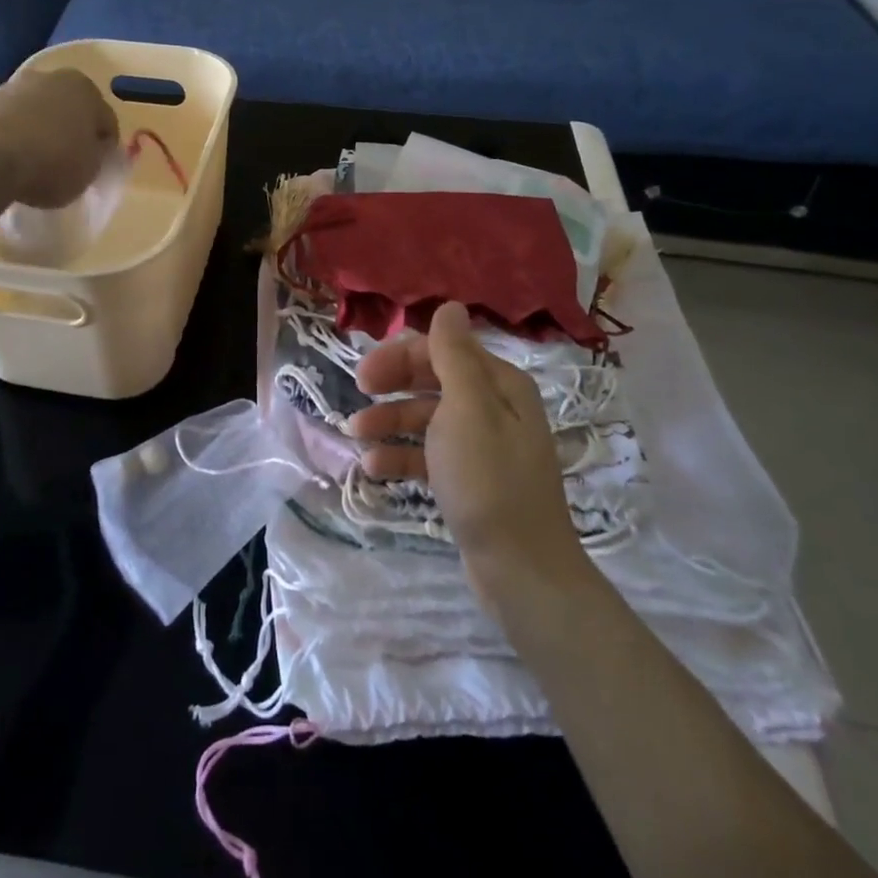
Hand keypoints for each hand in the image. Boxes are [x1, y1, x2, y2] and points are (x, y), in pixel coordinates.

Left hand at [0, 69, 118, 208]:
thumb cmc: (51, 162)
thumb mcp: (90, 170)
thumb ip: (97, 156)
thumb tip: (93, 149)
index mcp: (86, 89)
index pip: (106, 122)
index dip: (104, 148)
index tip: (96, 168)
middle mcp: (52, 78)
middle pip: (71, 110)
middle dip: (72, 132)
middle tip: (70, 163)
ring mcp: (15, 86)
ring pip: (40, 112)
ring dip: (43, 131)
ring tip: (38, 163)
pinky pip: (13, 121)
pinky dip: (17, 135)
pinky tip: (13, 159)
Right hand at [350, 302, 587, 601]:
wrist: (522, 571)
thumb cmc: (489, 481)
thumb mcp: (467, 409)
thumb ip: (453, 355)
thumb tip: (450, 306)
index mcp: (499, 383)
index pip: (442, 349)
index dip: (400, 356)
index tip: (363, 377)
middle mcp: (493, 406)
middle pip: (433, 379)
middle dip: (393, 385)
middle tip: (357, 396)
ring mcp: (482, 445)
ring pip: (426, 418)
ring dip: (390, 422)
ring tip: (355, 437)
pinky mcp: (470, 480)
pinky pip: (429, 454)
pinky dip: (401, 456)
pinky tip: (373, 469)